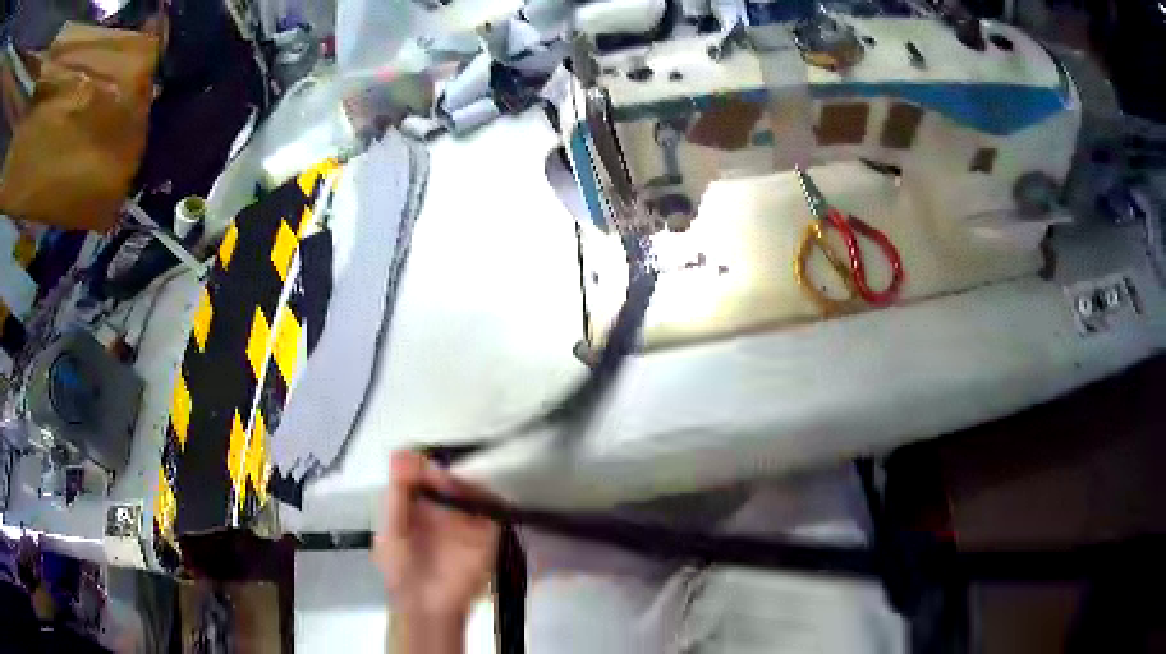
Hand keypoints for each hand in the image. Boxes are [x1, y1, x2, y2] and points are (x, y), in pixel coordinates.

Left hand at [374, 451, 499, 622]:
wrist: (429, 608)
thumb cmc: (402, 571)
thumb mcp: (391, 530)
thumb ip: (398, 494)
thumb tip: (401, 452)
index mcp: (415, 504)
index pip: (422, 471)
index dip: (422, 464)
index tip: (422, 466)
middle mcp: (442, 507)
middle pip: (449, 476)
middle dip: (446, 473)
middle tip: (439, 478)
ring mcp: (466, 519)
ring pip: (472, 489)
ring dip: (465, 485)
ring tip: (453, 491)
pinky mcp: (488, 534)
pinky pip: (493, 509)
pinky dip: (490, 500)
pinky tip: (477, 501)